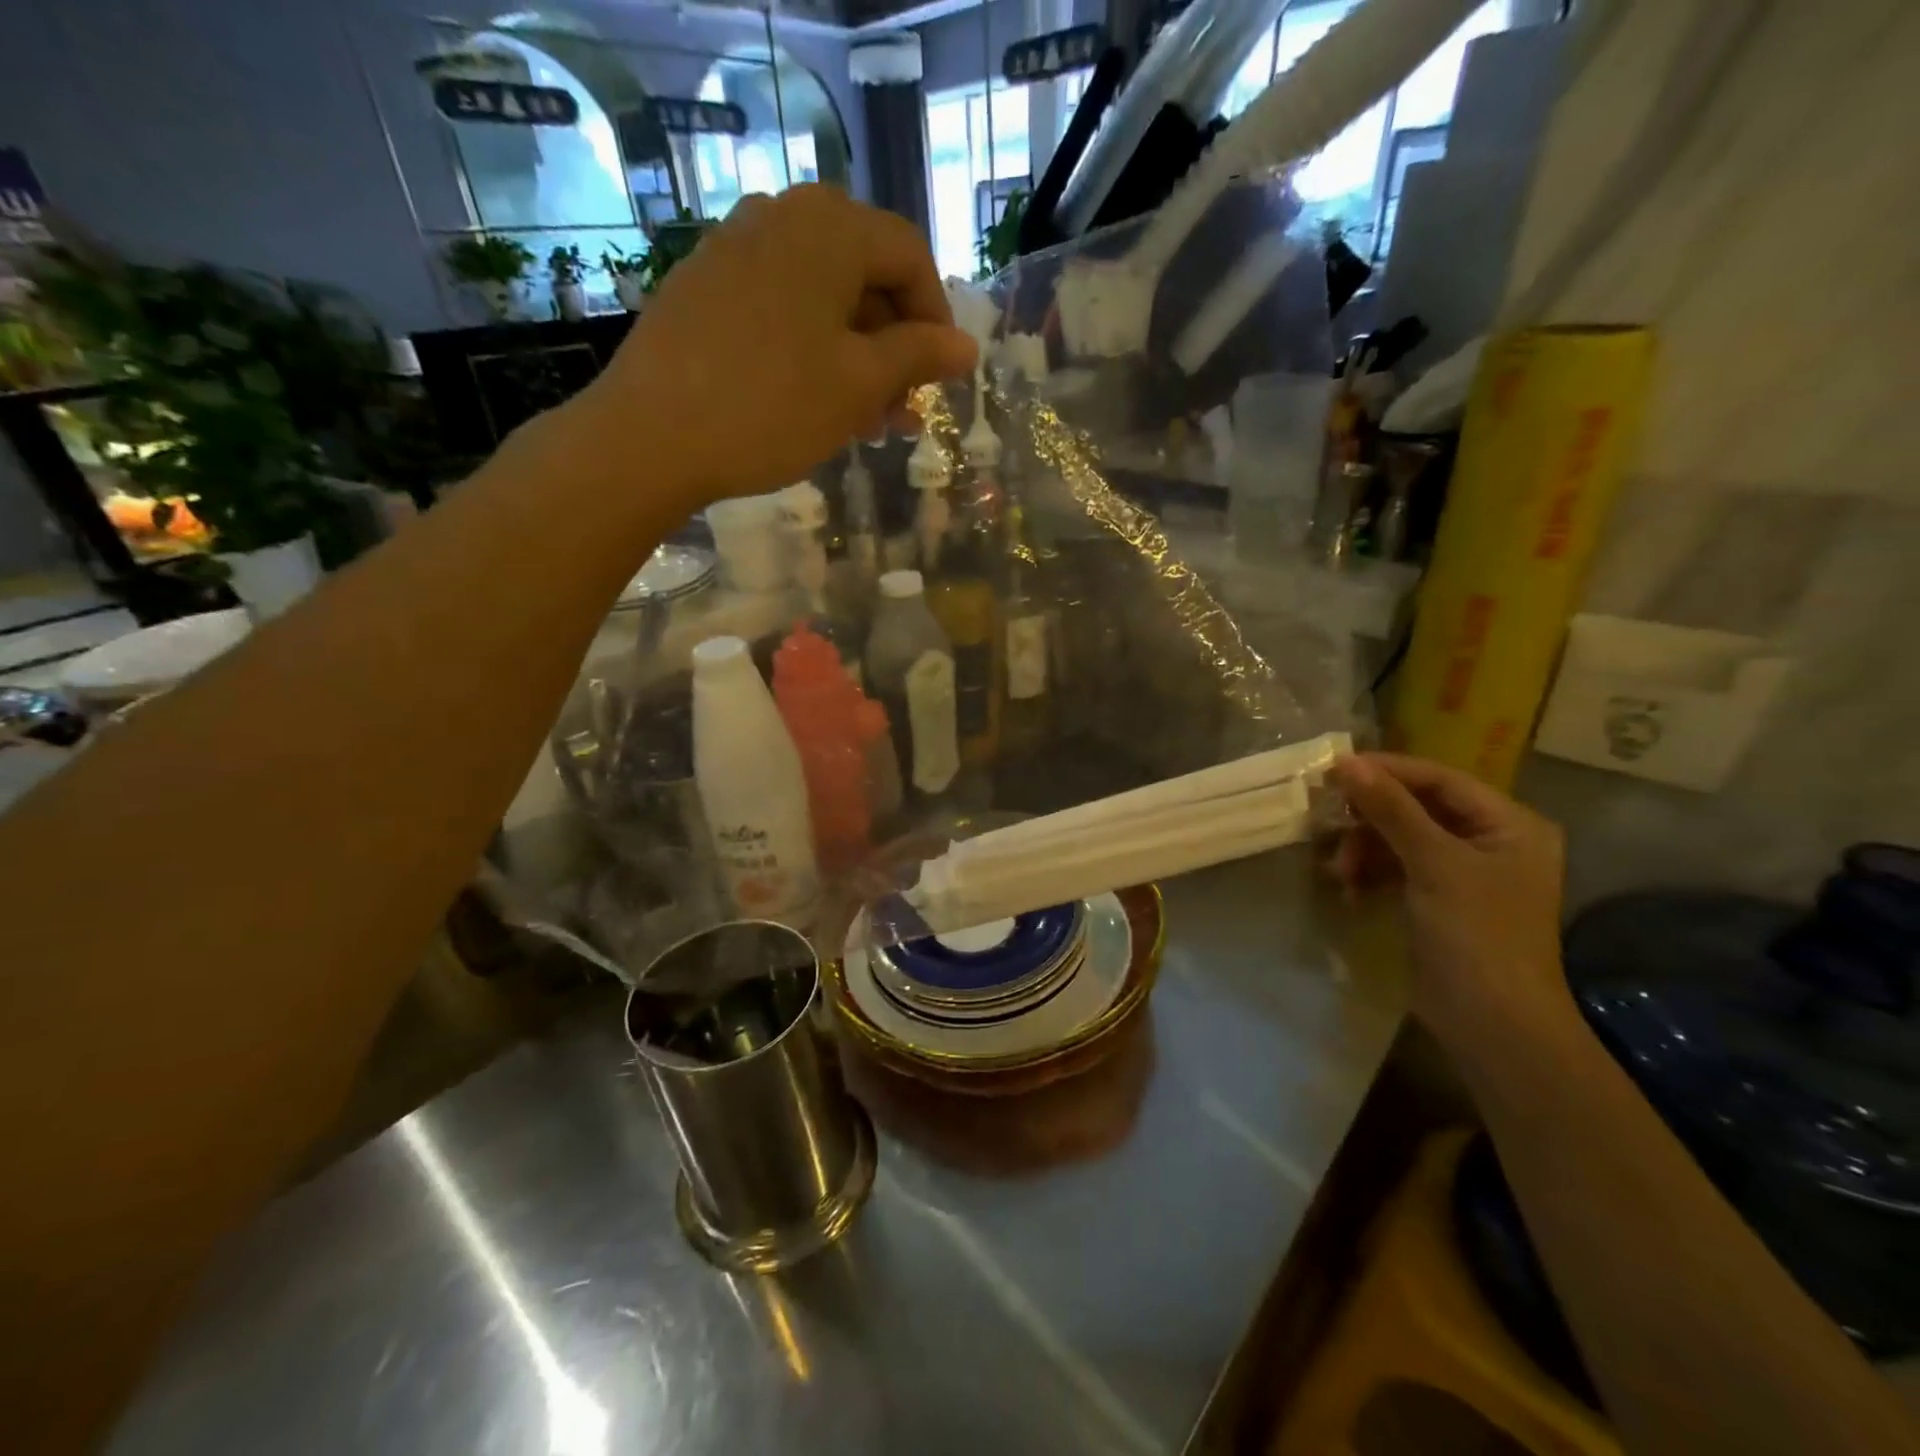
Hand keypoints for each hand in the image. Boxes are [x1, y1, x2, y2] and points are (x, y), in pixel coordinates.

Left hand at [569, 186, 977, 510]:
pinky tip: (813, 400)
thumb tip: (966, 346)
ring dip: (855, 355)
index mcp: (828, 228)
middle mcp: (780, 216)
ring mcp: (734, 248)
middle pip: (864, 273)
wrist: (650, 436)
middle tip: (902, 411)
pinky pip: (779, 307)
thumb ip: (918, 357)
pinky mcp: (704, 285)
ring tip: (864, 421)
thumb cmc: (772, 407)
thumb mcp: (859, 384)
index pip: (909, 255)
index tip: (940, 378)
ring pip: (821, 297)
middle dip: (893, 345)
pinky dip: (811, 348)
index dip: (936, 318)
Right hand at [1328, 753, 1575, 1040]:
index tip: (1334, 771)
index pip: (1440, 779)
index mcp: (1509, 824)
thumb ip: (1391, 809)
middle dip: (1371, 817)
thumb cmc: (1476, 935)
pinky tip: (1350, 889)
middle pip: (1418, 807)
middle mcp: (1490, 841)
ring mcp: (1463, 872)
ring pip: (1401, 838)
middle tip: (1328, 820)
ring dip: (1365, 849)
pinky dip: (1371, 873)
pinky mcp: (1439, 899)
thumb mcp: (1433, 864)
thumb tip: (1346, 762)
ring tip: (1339, 871)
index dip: (1388, 771)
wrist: (1493, 1024)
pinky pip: (1397, 867)